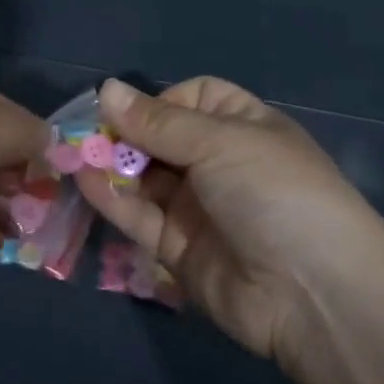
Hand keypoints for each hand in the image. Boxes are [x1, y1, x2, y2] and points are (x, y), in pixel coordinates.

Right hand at [76, 77, 383, 370]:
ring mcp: (197, 207)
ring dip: (110, 164)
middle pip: (160, 138)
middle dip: (124, 133)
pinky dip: (111, 197)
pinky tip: (83, 179)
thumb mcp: (220, 142)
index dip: (161, 101)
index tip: (131, 111)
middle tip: (82, 132)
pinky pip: (139, 215)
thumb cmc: (273, 192)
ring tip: (71, 152)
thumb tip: (106, 89)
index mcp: (243, 127)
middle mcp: (218, 163)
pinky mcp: (177, 248)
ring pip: (144, 177)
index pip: (194, 98)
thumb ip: (157, 122)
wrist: (312, 294)